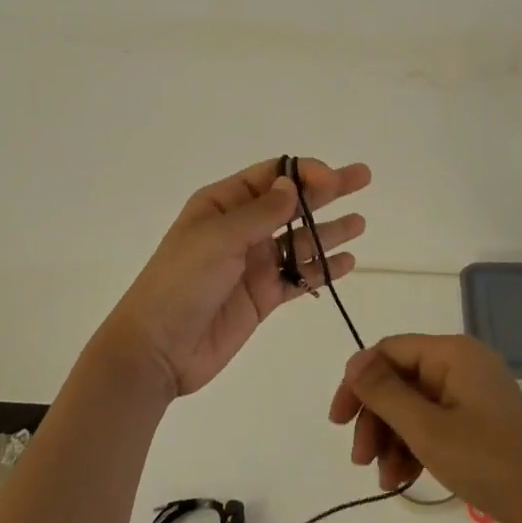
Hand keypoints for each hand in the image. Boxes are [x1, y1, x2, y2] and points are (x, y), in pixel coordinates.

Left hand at [99, 157, 371, 398]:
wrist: (157, 350)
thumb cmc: (181, 283)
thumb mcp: (218, 239)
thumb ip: (261, 213)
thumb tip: (293, 184)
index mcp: (222, 204)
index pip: (270, 176)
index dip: (304, 172)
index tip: (334, 178)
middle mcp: (241, 229)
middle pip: (292, 203)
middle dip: (328, 191)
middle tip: (363, 177)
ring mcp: (254, 263)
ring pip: (301, 241)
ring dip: (330, 231)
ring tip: (360, 223)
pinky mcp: (263, 296)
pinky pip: (299, 277)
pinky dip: (323, 270)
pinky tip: (348, 262)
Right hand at [329, 334, 521, 522]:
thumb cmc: (488, 461)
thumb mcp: (427, 429)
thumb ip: (385, 393)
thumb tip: (354, 363)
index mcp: (454, 353)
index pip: (390, 351)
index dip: (359, 381)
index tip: (338, 420)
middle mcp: (463, 364)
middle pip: (401, 380)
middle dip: (376, 418)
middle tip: (359, 459)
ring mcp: (473, 394)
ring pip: (414, 406)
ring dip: (392, 439)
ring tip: (384, 479)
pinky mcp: (479, 422)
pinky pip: (434, 423)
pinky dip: (415, 447)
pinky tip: (402, 480)